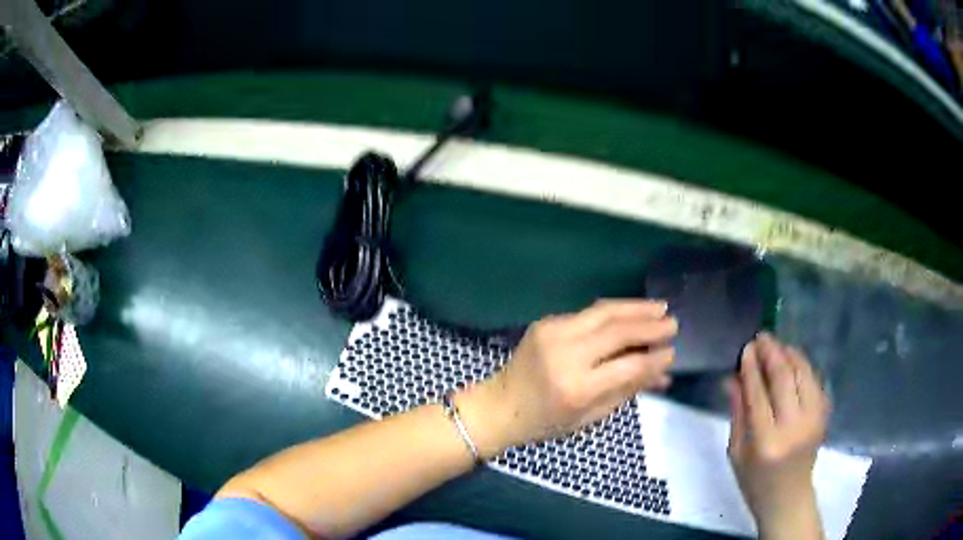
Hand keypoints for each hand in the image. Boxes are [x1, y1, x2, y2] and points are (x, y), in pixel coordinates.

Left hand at [458, 299, 676, 458]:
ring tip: (660, 307)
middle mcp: (565, 354)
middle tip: (673, 323)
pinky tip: (631, 312)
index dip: (654, 358)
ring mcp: (553, 333)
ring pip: (604, 311)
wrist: (500, 406)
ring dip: (635, 307)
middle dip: (649, 325)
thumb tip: (663, 373)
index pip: (627, 366)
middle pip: (617, 330)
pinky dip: (614, 311)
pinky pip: (588, 313)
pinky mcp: (546, 322)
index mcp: (576, 387)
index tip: (673, 353)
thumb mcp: (590, 417)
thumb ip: (627, 391)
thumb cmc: (546, 422)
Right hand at [727, 333, 829, 539]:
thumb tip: (732, 378)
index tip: (746, 348)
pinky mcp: (824, 415)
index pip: (759, 394)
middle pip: (784, 379)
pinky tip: (792, 359)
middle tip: (761, 337)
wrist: (788, 497)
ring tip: (776, 344)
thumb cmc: (755, 482)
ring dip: (790, 354)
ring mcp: (813, 419)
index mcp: (766, 442)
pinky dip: (803, 366)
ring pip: (803, 374)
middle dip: (772, 353)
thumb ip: (737, 413)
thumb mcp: (736, 453)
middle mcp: (793, 427)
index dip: (752, 368)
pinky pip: (814, 381)